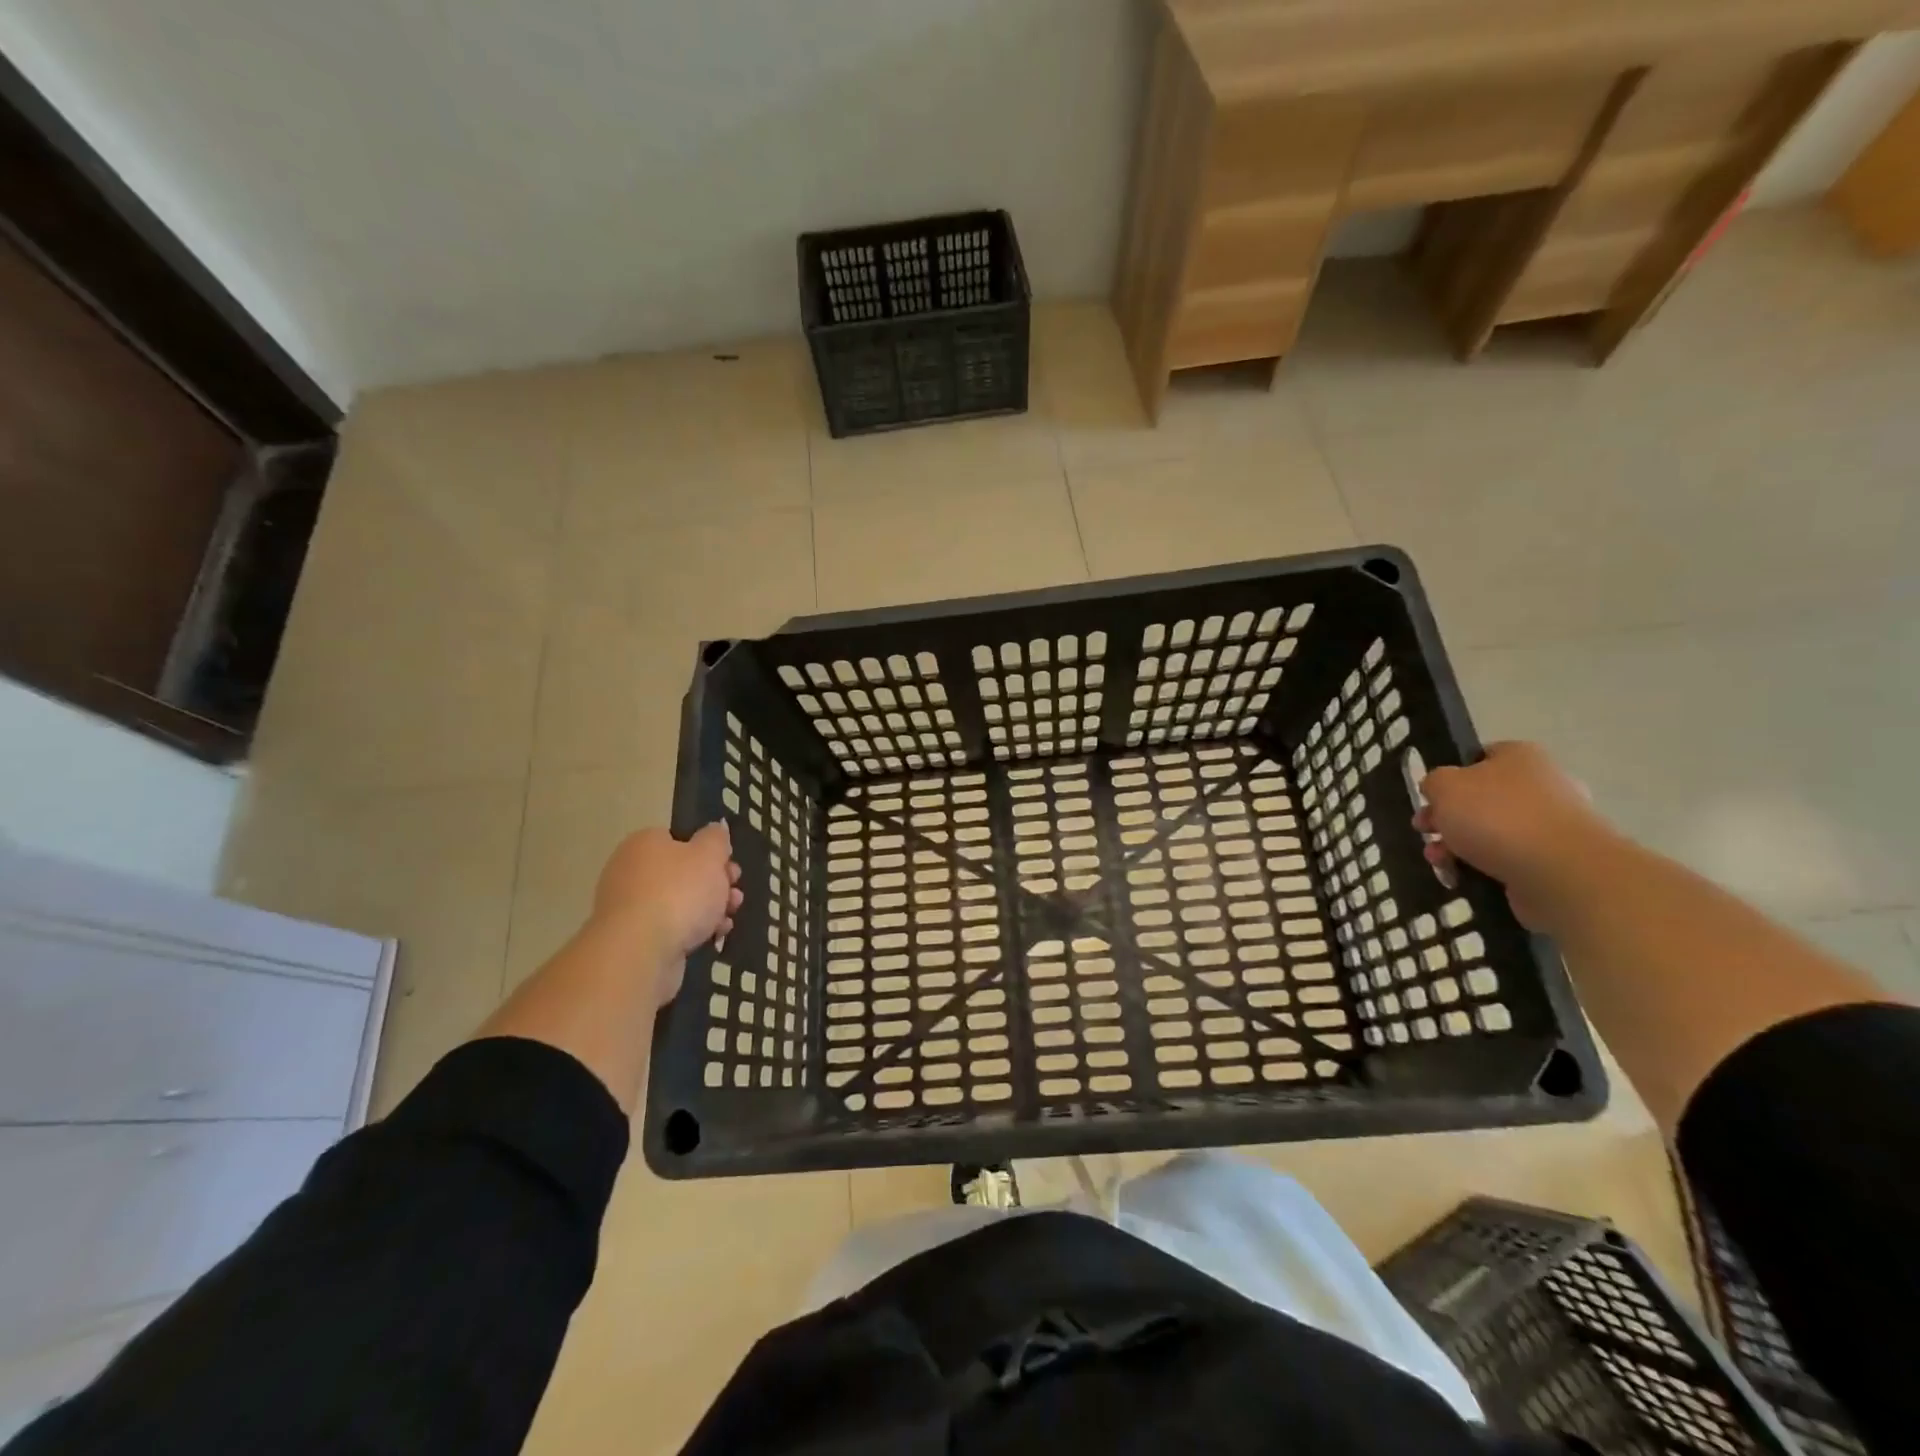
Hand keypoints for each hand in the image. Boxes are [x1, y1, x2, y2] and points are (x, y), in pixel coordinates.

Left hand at [592, 824, 742, 1003]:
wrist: (640, 952)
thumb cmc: (679, 892)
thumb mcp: (709, 855)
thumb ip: (716, 839)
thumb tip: (714, 830)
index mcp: (644, 844)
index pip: (679, 839)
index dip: (709, 851)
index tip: (729, 866)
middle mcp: (630, 871)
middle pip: (682, 872)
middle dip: (715, 883)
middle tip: (734, 892)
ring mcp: (629, 907)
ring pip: (679, 902)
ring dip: (709, 909)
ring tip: (729, 918)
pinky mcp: (634, 939)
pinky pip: (670, 928)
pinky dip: (693, 930)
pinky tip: (714, 936)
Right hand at [1416, 742, 1615, 929]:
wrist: (1560, 871)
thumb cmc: (1496, 816)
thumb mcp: (1444, 786)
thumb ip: (1433, 782)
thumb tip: (1439, 791)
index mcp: (1520, 757)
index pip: (1478, 758)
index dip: (1449, 777)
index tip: (1429, 799)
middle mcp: (1541, 786)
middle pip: (1481, 799)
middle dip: (1447, 819)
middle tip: (1425, 833)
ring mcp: (1552, 825)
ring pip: (1491, 832)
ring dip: (1457, 846)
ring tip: (1439, 863)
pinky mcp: (1555, 861)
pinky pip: (1508, 860)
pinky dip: (1482, 868)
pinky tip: (1462, 877)